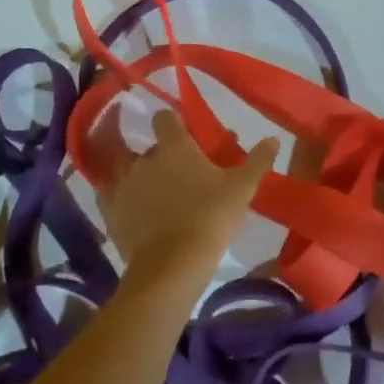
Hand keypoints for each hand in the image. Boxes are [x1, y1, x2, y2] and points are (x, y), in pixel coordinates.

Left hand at [96, 109, 277, 288]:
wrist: (172, 265)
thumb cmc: (210, 218)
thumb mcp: (242, 189)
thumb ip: (257, 161)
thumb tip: (273, 138)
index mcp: (174, 146)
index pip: (165, 118)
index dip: (174, 122)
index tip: (186, 133)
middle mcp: (144, 158)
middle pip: (150, 146)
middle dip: (163, 154)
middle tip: (183, 172)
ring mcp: (123, 185)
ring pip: (127, 168)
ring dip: (139, 173)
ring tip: (156, 190)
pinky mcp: (110, 212)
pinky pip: (110, 194)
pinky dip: (120, 195)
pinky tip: (131, 205)